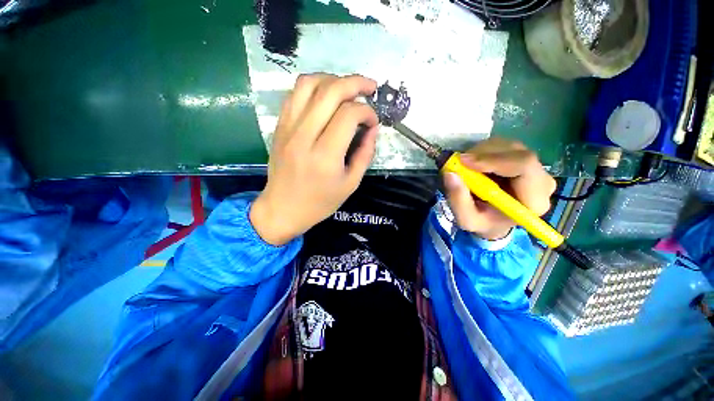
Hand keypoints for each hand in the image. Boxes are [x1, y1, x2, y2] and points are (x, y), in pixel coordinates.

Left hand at [250, 73, 378, 245]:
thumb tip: (372, 128)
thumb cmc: (320, 202)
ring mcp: (288, 128)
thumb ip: (365, 154)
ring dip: (333, 79)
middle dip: (355, 83)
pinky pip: (294, 93)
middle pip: (330, 91)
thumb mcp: (351, 183)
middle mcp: (304, 136)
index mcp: (325, 156)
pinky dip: (314, 87)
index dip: (367, 112)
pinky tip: (326, 96)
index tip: (373, 122)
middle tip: (370, 88)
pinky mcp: (279, 126)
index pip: (348, 115)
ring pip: (309, 84)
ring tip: (348, 89)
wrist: (283, 209)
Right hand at [442, 138, 556, 239]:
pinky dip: (484, 151)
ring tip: (465, 167)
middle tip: (459, 162)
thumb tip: (450, 174)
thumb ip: (458, 200)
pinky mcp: (524, 159)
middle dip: (483, 154)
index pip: (524, 165)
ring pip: (508, 146)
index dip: (493, 159)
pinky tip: (475, 164)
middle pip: (516, 152)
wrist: (495, 221)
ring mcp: (535, 167)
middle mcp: (542, 180)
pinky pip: (504, 146)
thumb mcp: (467, 220)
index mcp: (534, 200)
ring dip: (481, 152)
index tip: (464, 162)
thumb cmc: (484, 223)